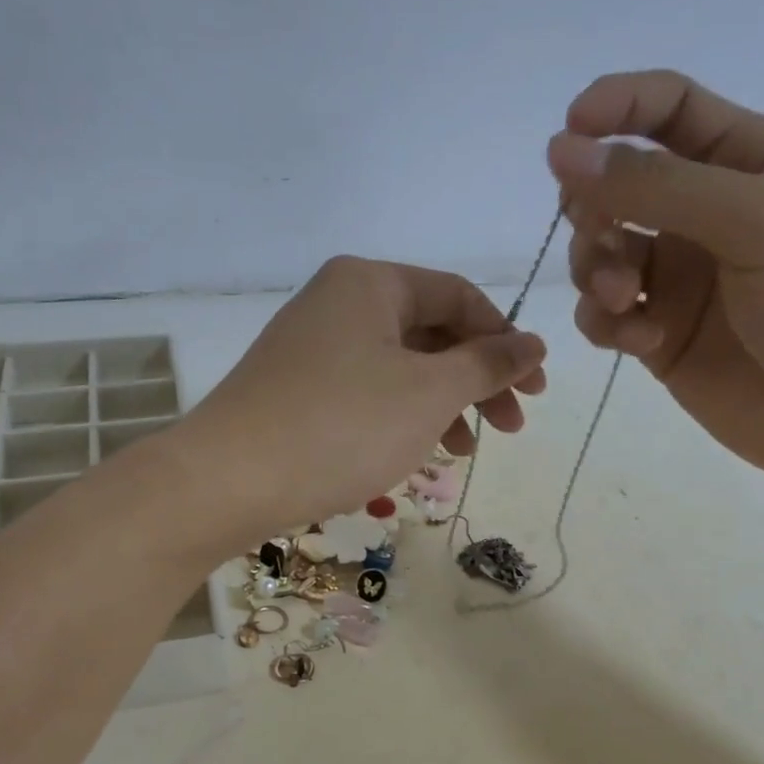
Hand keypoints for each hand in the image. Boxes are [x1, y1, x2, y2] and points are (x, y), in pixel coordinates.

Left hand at [176, 256, 546, 538]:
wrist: (229, 480)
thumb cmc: (343, 426)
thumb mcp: (429, 393)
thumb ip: (487, 364)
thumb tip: (533, 344)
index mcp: (369, 283)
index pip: (459, 296)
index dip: (505, 340)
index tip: (534, 389)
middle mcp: (337, 303)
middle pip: (429, 332)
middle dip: (475, 380)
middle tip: (509, 428)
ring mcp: (311, 348)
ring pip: (398, 368)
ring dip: (441, 405)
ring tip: (463, 451)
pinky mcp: (295, 390)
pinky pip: (365, 393)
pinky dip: (399, 418)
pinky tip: (414, 454)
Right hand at [546, 70, 763, 496]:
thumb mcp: (761, 222)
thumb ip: (658, 187)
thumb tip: (561, 152)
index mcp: (748, 163)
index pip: (669, 110)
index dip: (615, 109)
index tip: (567, 133)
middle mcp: (706, 216)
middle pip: (618, 187)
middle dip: (596, 209)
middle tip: (606, 240)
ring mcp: (681, 281)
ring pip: (600, 254)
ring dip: (596, 270)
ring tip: (625, 302)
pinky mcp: (661, 338)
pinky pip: (605, 315)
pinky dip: (606, 322)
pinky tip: (638, 341)